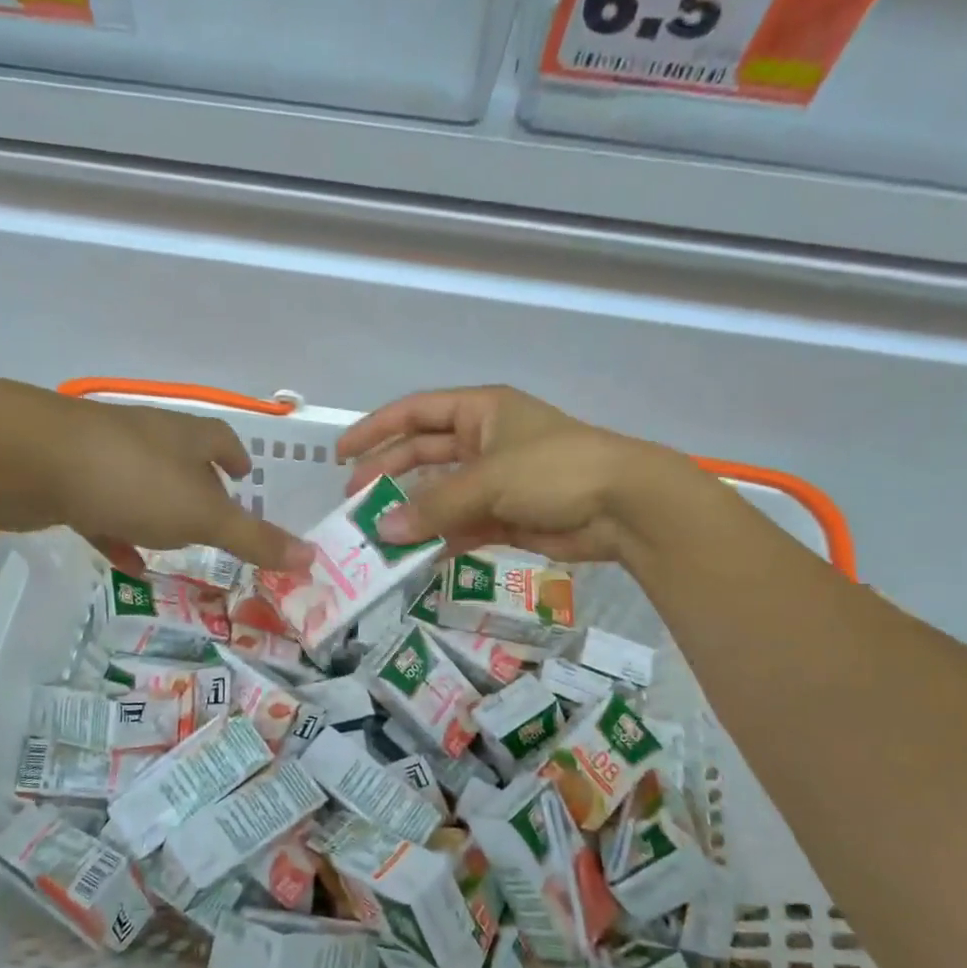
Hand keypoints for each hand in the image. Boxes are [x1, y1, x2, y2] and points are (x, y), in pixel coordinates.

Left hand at [22, 393, 312, 573]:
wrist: (27, 460)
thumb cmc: (131, 480)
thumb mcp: (202, 515)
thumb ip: (254, 539)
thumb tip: (311, 557)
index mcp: (184, 437)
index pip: (220, 440)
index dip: (234, 457)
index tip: (245, 474)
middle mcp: (147, 440)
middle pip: (181, 462)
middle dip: (200, 489)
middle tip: (216, 522)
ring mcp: (103, 458)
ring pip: (141, 487)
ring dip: (159, 514)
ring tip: (175, 544)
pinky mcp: (67, 482)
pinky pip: (102, 511)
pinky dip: (118, 533)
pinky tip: (126, 563)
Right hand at [336, 386, 681, 562]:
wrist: (625, 507)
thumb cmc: (555, 469)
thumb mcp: (488, 479)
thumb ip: (433, 506)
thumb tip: (383, 531)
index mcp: (481, 411)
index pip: (416, 412)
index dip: (376, 431)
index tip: (341, 456)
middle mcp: (484, 441)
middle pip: (422, 454)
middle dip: (387, 476)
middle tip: (354, 503)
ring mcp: (496, 480)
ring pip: (440, 495)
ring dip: (411, 514)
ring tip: (377, 536)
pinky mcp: (507, 515)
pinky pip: (461, 526)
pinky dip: (439, 540)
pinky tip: (414, 556)